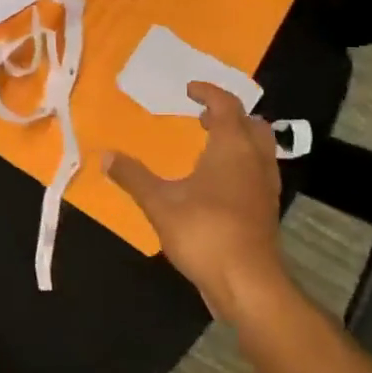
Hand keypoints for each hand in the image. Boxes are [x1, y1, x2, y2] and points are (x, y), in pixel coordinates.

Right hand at [104, 82, 295, 328]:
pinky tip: (219, 183)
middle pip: (252, 124)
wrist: (246, 282)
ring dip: (238, 139)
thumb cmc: (203, 232)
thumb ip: (133, 176)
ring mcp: (265, 186)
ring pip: (260, 149)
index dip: (208, 93)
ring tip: (210, 146)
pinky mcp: (266, 210)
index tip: (189, 90)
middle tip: (203, 117)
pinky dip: (242, 164)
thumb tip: (105, 155)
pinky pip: (258, 172)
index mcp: (231, 147)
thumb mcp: (159, 202)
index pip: (226, 105)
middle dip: (229, 115)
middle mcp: (255, 160)